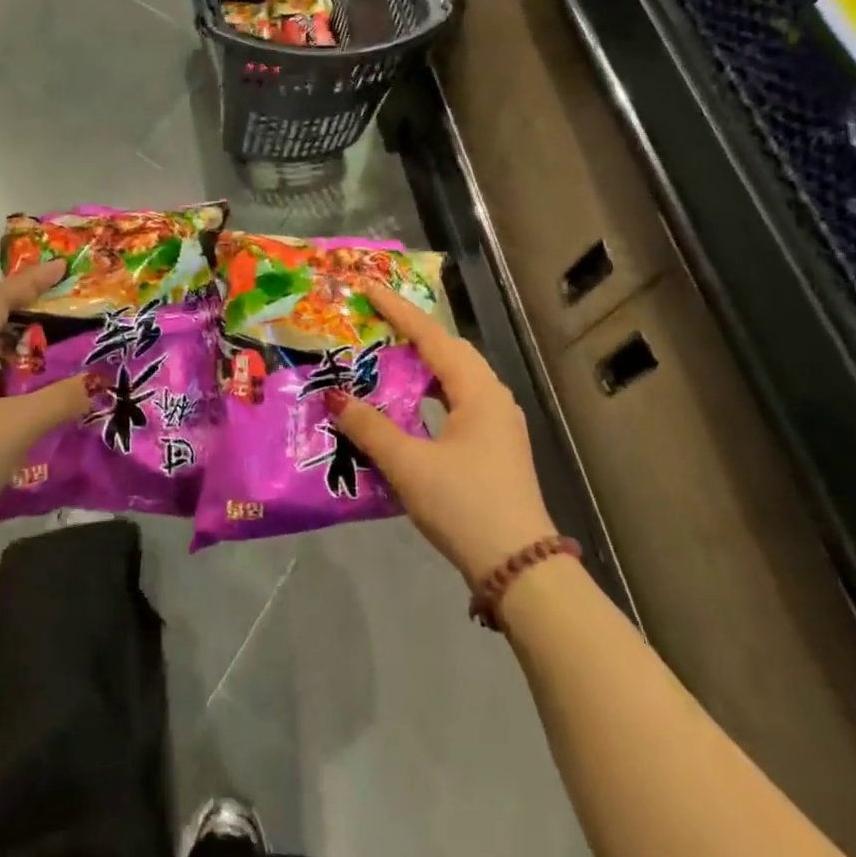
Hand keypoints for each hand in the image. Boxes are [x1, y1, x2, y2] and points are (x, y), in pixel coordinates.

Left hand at [0, 261, 92, 562]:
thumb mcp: (18, 424)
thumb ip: (61, 399)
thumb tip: (98, 381)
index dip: (28, 281)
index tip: (61, 268)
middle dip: (26, 310)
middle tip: (63, 303)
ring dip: (21, 350)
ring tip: (58, 348)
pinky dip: (16, 384)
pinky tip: (39, 399)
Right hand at [326, 283, 553, 585]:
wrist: (520, 569)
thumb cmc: (465, 505)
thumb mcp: (409, 464)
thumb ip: (369, 427)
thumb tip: (335, 396)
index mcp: (478, 392)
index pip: (433, 337)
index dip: (398, 311)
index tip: (369, 288)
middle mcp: (492, 398)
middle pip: (448, 351)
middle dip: (411, 333)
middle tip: (373, 322)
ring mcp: (498, 424)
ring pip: (454, 378)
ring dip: (421, 365)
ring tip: (384, 358)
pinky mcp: (494, 447)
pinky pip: (456, 402)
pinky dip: (428, 393)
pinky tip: (406, 406)